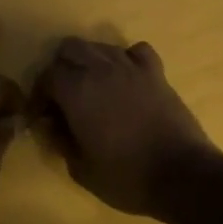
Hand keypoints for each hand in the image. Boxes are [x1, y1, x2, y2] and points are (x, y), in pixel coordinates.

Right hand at [32, 37, 219, 215]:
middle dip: (61, 68)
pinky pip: (136, 51)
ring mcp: (132, 67)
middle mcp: (102, 69)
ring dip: (90, 62)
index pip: (48, 75)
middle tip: (63, 98)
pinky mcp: (156, 73)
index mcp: (77, 90)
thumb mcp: (81, 168)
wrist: (182, 174)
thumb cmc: (126, 177)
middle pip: (71, 48)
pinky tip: (126, 79)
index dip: (40, 94)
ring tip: (93, 90)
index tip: (42, 115)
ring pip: (101, 47)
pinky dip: (126, 59)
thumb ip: (60, 140)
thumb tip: (50, 123)